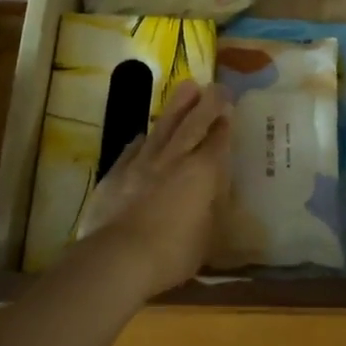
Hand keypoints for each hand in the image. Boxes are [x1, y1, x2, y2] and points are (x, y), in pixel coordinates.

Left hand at [76, 80, 231, 296]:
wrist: (117, 259)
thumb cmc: (172, 254)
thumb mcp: (206, 239)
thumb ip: (210, 213)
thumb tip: (211, 201)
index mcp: (203, 173)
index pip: (217, 142)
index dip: (224, 125)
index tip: (229, 109)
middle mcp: (175, 160)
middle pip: (193, 124)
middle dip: (207, 104)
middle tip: (216, 86)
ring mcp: (142, 164)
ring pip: (163, 128)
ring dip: (176, 108)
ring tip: (186, 88)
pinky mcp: (116, 174)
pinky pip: (132, 150)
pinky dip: (141, 141)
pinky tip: (143, 135)